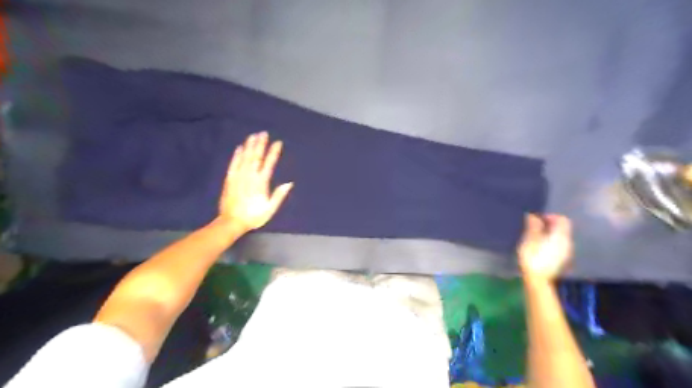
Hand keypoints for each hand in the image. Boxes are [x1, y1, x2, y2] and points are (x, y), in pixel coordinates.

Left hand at [216, 132, 290, 232]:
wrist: (232, 222)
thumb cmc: (253, 216)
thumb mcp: (270, 209)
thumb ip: (279, 195)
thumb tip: (289, 183)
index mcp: (261, 183)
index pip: (269, 164)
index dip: (274, 152)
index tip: (278, 142)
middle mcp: (249, 176)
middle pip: (256, 157)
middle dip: (260, 144)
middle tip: (264, 133)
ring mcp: (238, 176)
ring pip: (245, 158)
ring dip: (249, 146)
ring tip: (253, 136)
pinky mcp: (229, 179)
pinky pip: (233, 164)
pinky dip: (237, 155)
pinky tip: (239, 148)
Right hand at [519, 216, 573, 281]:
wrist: (538, 280)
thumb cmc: (533, 257)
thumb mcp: (530, 239)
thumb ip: (533, 226)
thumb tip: (534, 215)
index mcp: (560, 235)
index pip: (562, 219)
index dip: (550, 216)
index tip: (537, 219)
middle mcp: (567, 242)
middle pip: (562, 228)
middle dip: (549, 225)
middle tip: (534, 226)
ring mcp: (566, 252)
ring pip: (560, 237)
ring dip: (549, 234)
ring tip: (535, 236)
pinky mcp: (562, 260)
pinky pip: (558, 246)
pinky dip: (550, 242)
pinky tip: (539, 247)